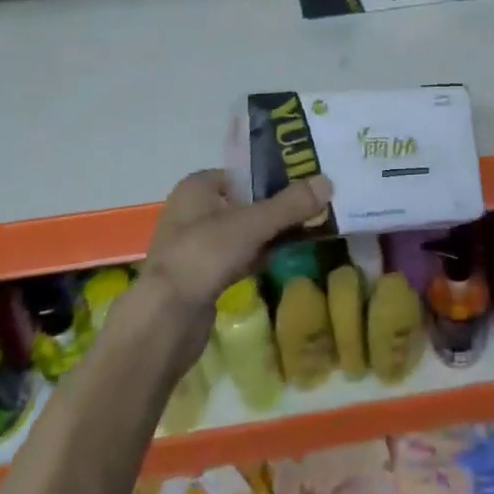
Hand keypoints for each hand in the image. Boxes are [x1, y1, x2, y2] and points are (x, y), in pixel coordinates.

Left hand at [133, 169, 331, 368]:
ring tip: (307, 229)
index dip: (273, 176)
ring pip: (243, 232)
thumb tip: (328, 181)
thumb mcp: (252, 224)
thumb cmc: (204, 256)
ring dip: (270, 233)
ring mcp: (196, 246)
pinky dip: (259, 256)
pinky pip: (238, 257)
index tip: (307, 182)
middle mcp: (193, 211)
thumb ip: (290, 204)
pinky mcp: (202, 276)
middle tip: (314, 206)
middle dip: (277, 206)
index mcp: (197, 187)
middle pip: (245, 202)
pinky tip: (283, 258)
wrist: (165, 320)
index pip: (243, 173)